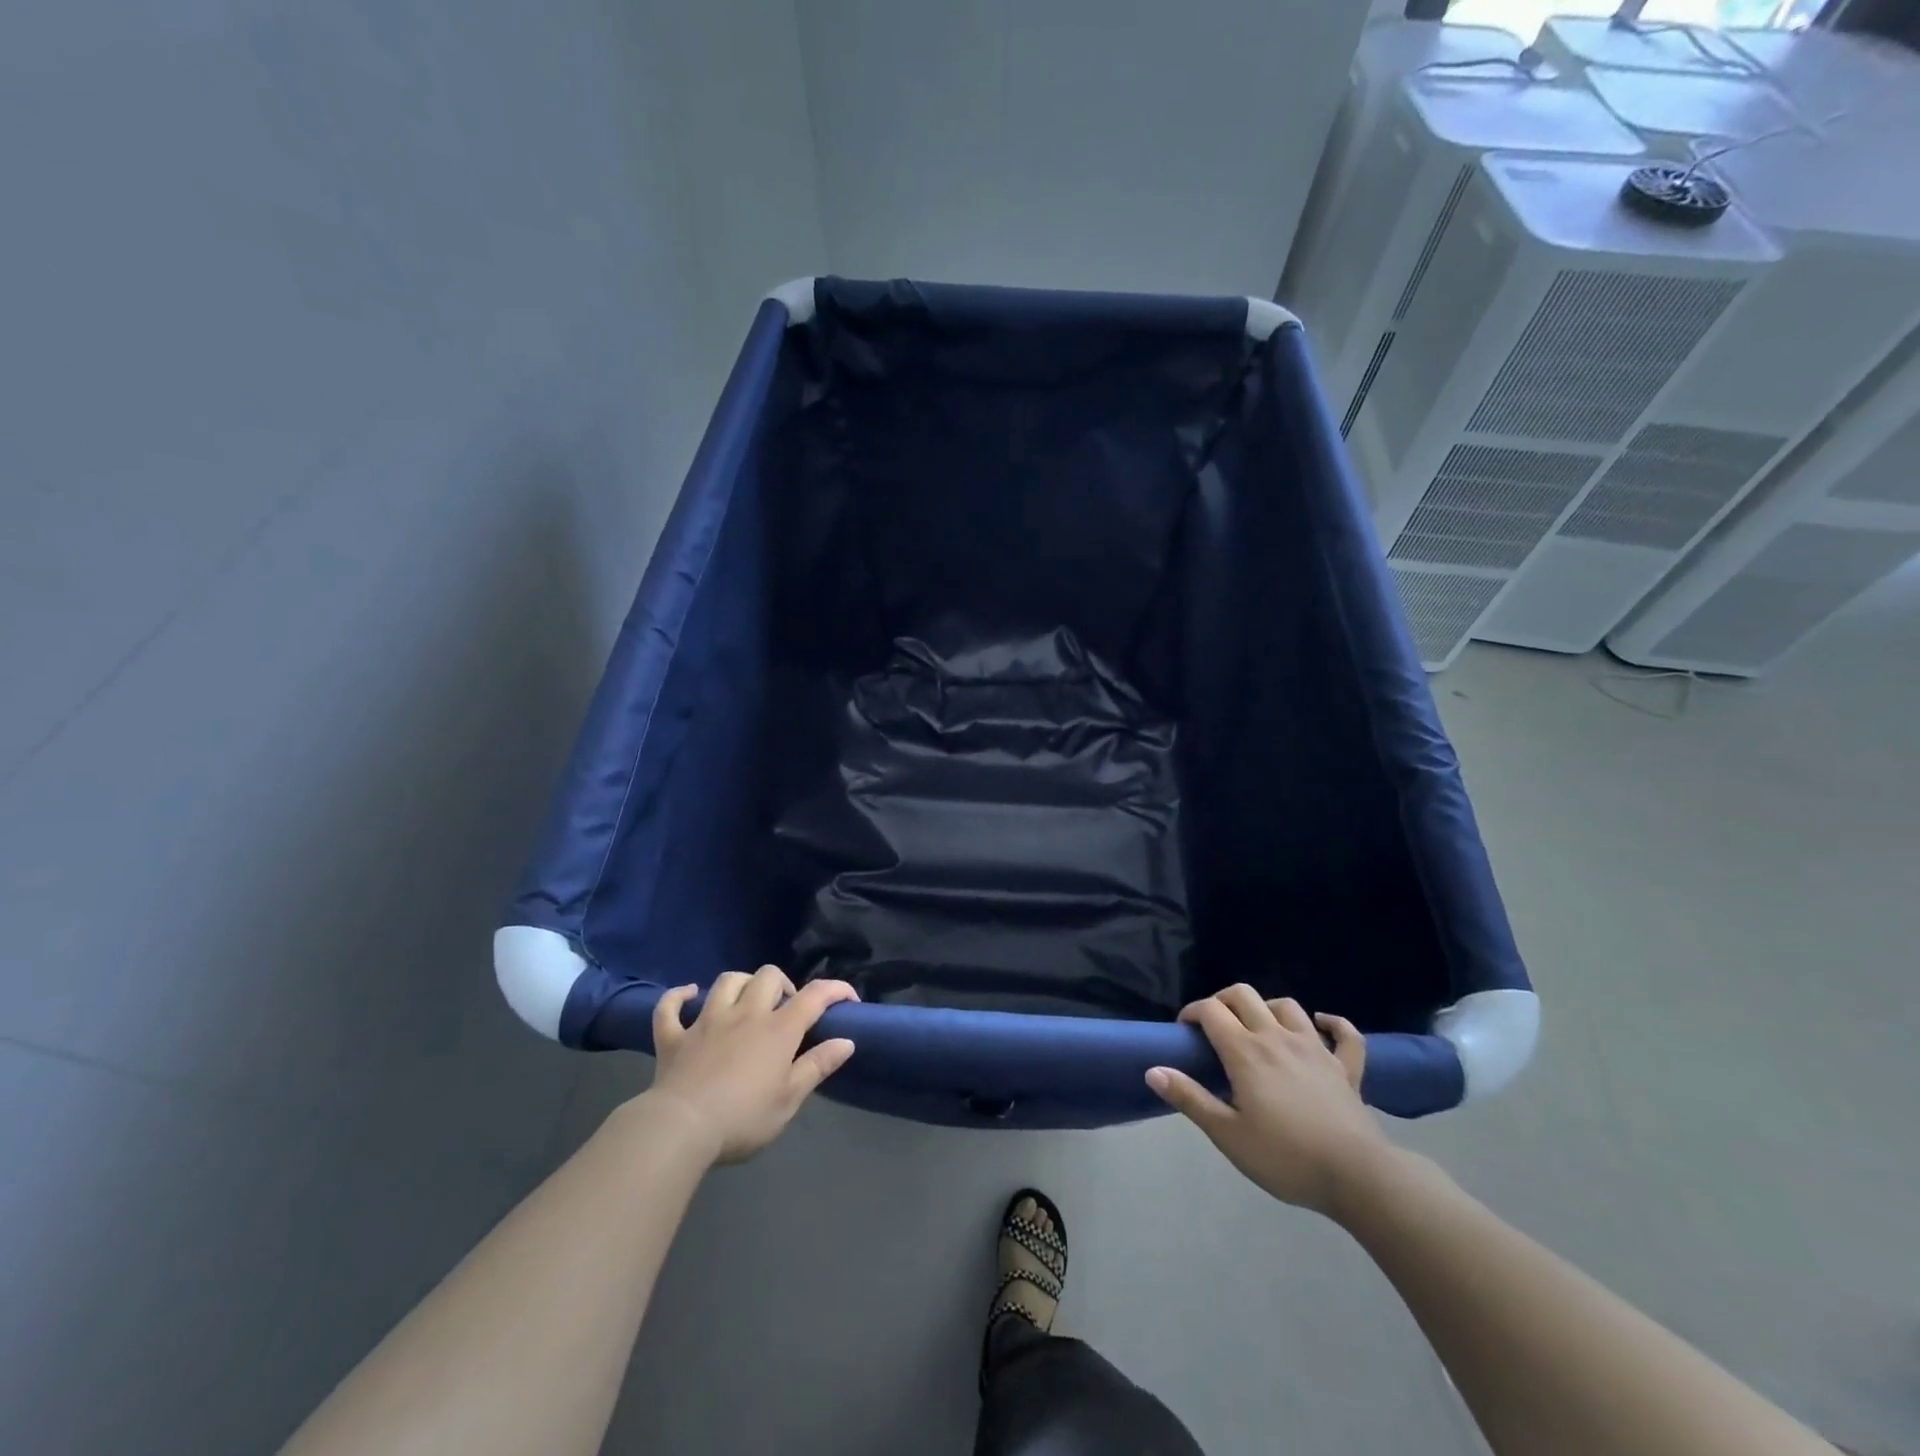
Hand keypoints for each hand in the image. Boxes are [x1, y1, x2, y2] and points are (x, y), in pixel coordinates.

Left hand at [646, 966, 857, 1164]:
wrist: (680, 1129)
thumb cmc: (743, 1118)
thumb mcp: (790, 1099)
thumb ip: (818, 1066)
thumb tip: (847, 1040)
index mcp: (778, 1030)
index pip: (814, 996)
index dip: (835, 990)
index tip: (849, 999)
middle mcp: (745, 1014)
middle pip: (768, 976)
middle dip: (783, 985)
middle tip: (786, 1010)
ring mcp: (706, 1021)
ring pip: (727, 981)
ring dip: (741, 983)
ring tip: (747, 1001)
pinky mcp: (674, 1036)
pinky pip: (671, 1006)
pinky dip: (678, 996)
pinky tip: (688, 995)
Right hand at [1146, 986, 1388, 1216]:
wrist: (1358, 1177)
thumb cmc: (1285, 1157)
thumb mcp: (1228, 1135)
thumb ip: (1190, 1098)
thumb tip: (1153, 1070)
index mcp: (1246, 1051)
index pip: (1211, 1010)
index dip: (1192, 1012)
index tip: (1184, 1031)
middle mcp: (1278, 1037)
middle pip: (1245, 995)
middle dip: (1223, 1001)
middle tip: (1215, 1027)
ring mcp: (1316, 1048)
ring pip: (1288, 1005)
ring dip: (1268, 1008)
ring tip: (1259, 1027)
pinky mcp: (1346, 1067)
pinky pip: (1344, 1033)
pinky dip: (1332, 1023)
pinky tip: (1321, 1025)